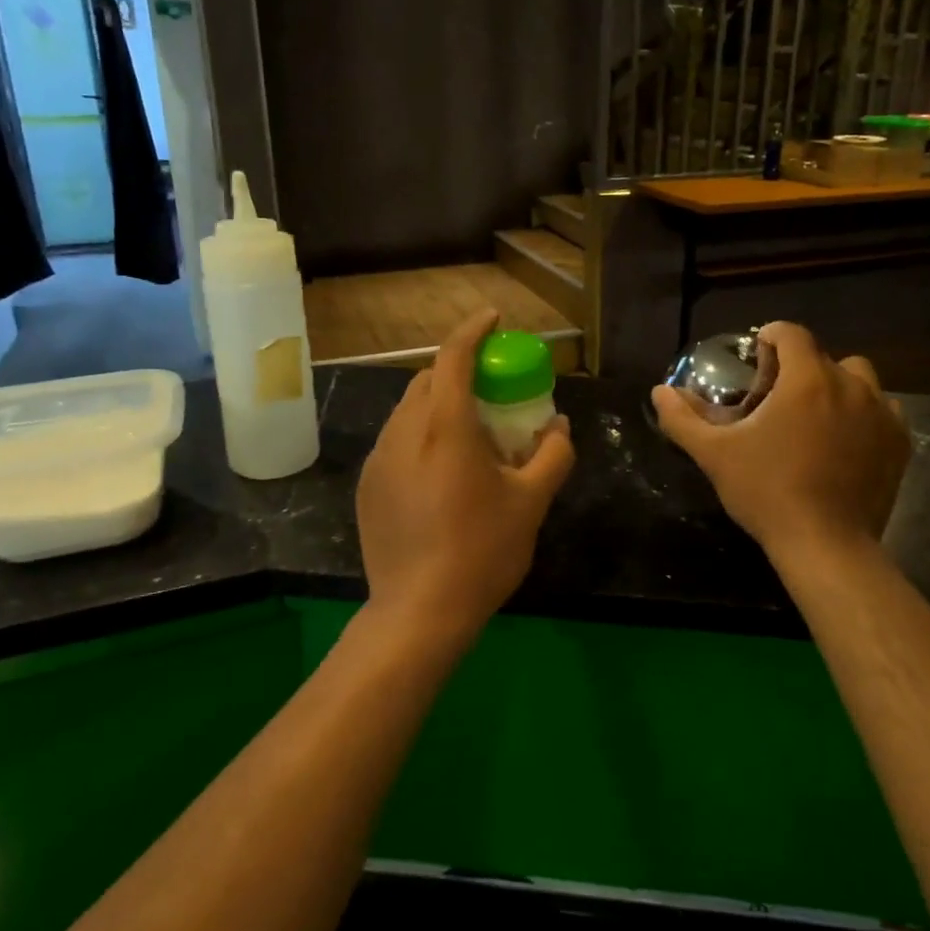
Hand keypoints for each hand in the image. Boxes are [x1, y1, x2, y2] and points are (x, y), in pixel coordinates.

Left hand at [355, 310, 574, 645]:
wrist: (417, 612)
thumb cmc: (481, 551)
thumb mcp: (531, 502)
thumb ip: (553, 455)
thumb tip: (561, 426)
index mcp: (445, 427)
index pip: (454, 357)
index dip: (473, 330)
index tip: (493, 318)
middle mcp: (405, 432)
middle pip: (429, 379)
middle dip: (459, 370)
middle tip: (491, 390)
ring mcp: (380, 459)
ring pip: (409, 410)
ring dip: (439, 404)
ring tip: (469, 433)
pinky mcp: (368, 486)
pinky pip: (397, 440)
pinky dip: (421, 434)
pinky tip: (442, 471)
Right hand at [650, 321, 910, 563]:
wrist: (826, 545)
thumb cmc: (766, 491)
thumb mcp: (714, 454)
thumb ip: (683, 418)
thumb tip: (659, 391)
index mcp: (807, 380)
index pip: (792, 334)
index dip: (771, 337)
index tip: (757, 356)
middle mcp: (850, 386)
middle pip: (823, 356)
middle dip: (799, 367)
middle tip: (777, 398)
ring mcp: (881, 414)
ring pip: (859, 379)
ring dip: (836, 386)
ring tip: (815, 416)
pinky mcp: (899, 443)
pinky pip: (883, 410)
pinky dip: (863, 414)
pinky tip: (844, 440)